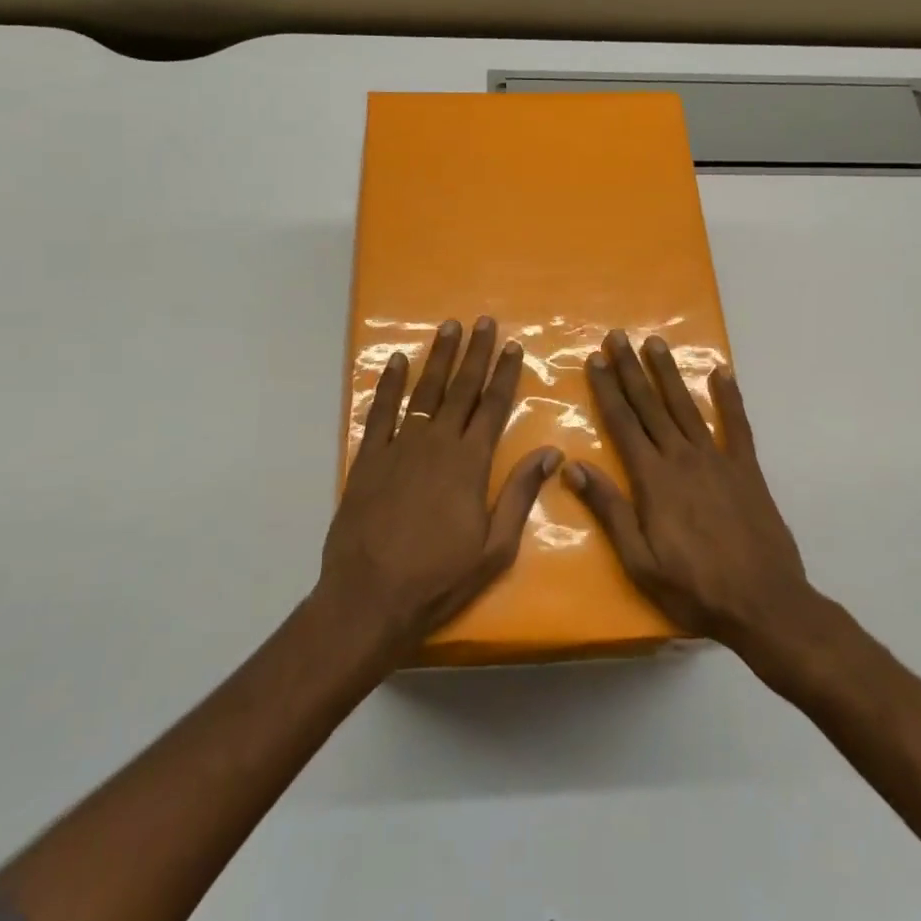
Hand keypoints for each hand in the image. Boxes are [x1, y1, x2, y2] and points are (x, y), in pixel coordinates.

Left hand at [322, 316, 560, 651]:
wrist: (369, 598)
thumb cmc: (439, 579)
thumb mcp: (494, 548)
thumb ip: (520, 494)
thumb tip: (552, 452)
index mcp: (470, 463)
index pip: (493, 407)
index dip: (504, 374)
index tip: (513, 346)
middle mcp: (437, 443)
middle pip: (461, 389)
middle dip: (475, 354)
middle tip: (483, 322)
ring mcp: (400, 447)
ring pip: (424, 392)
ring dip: (439, 358)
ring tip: (449, 327)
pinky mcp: (368, 458)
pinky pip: (380, 412)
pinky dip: (389, 384)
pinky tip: (397, 361)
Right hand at [566, 330, 819, 666]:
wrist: (764, 604)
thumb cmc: (694, 588)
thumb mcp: (639, 560)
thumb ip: (609, 509)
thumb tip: (572, 468)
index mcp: (653, 479)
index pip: (623, 423)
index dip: (607, 389)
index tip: (595, 359)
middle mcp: (682, 458)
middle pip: (651, 406)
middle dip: (631, 369)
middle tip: (618, 336)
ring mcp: (717, 460)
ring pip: (687, 406)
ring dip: (669, 373)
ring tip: (655, 343)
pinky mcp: (747, 469)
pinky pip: (738, 425)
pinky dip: (730, 397)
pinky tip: (722, 372)